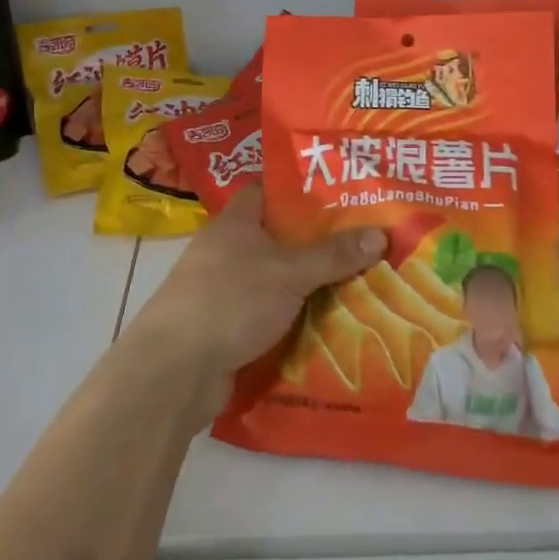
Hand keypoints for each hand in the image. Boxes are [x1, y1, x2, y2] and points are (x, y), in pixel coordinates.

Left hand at [125, 189, 386, 421]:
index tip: (341, 193)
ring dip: (309, 286)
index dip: (301, 189)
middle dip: (317, 243)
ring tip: (359, 284)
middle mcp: (225, 251)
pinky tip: (330, 326)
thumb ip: (334, 254)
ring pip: (276, 280)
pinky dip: (294, 320)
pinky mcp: (226, 328)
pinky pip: (269, 316)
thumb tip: (382, 233)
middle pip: (277, 238)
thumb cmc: (231, 299)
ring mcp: (223, 291)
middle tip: (364, 242)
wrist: (176, 370)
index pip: (268, 190)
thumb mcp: (290, 271)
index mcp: (235, 222)